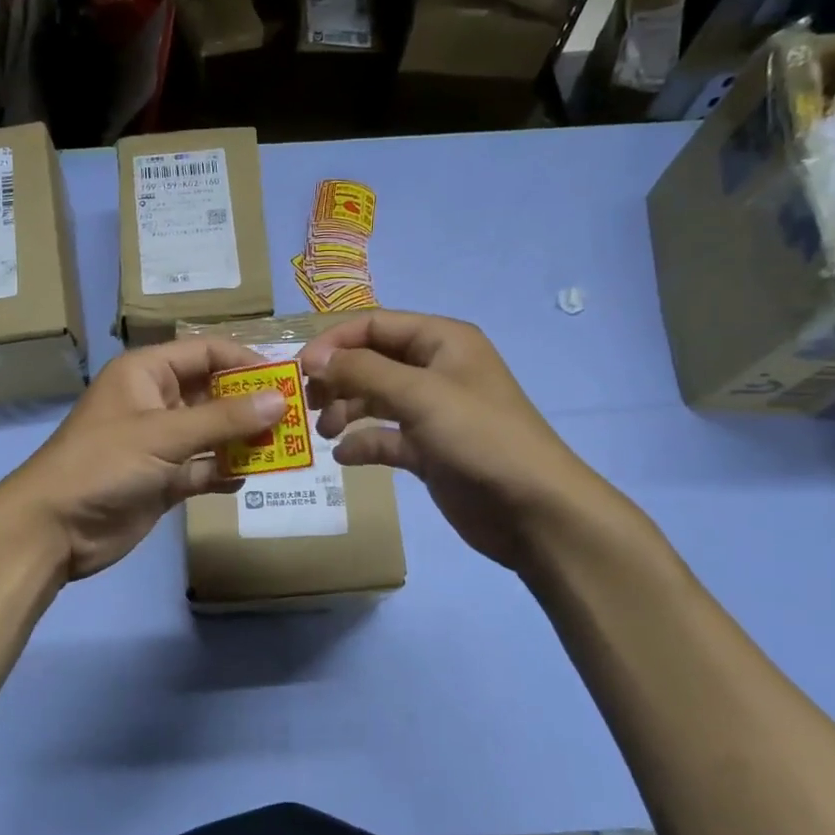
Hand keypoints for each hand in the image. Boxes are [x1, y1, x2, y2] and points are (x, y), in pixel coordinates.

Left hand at [0, 338, 286, 581]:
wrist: (54, 528)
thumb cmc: (103, 464)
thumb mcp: (163, 435)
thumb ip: (223, 419)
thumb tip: (280, 400)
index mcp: (147, 373)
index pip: (205, 352)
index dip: (245, 361)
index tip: (286, 380)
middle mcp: (156, 401)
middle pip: (214, 393)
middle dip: (251, 405)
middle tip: (294, 419)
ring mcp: (160, 443)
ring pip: (213, 433)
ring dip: (244, 441)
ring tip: (284, 450)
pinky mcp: (163, 479)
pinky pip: (203, 468)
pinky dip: (224, 472)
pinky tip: (248, 478)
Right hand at [300, 311, 606, 573]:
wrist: (533, 509)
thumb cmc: (479, 437)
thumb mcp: (419, 394)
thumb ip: (362, 371)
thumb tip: (314, 358)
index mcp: (442, 341)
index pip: (375, 325)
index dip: (335, 342)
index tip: (301, 369)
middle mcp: (436, 370)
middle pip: (372, 362)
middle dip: (338, 379)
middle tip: (308, 404)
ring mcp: (433, 412)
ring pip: (375, 400)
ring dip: (346, 411)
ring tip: (325, 432)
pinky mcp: (429, 450)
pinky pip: (385, 438)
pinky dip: (363, 444)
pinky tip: (345, 457)